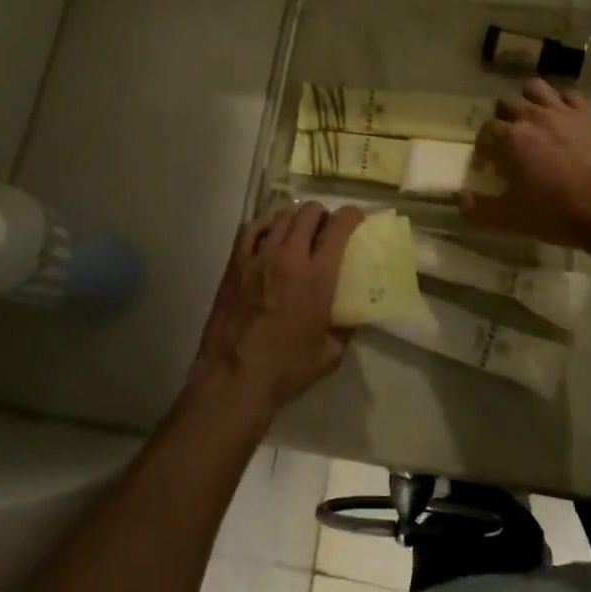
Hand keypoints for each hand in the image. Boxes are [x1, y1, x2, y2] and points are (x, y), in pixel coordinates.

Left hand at [191, 203, 364, 417]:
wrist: (234, 378)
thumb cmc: (286, 369)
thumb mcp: (330, 353)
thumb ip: (345, 327)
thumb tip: (353, 313)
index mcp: (317, 277)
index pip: (338, 228)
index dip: (351, 215)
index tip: (356, 217)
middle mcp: (289, 257)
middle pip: (308, 213)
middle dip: (323, 214)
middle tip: (326, 228)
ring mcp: (258, 257)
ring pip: (281, 216)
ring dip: (295, 219)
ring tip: (298, 232)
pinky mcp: (235, 264)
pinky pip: (250, 229)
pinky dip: (264, 226)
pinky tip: (268, 238)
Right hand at [458, 81, 590, 247]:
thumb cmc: (558, 215)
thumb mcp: (511, 220)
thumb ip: (479, 209)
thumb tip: (459, 199)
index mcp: (511, 138)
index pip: (486, 130)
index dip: (484, 145)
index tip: (489, 161)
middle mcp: (533, 116)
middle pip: (507, 104)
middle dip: (503, 119)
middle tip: (510, 141)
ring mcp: (564, 111)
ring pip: (536, 89)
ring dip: (529, 101)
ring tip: (533, 120)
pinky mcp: (590, 114)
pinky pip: (569, 95)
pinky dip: (561, 103)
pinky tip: (563, 120)